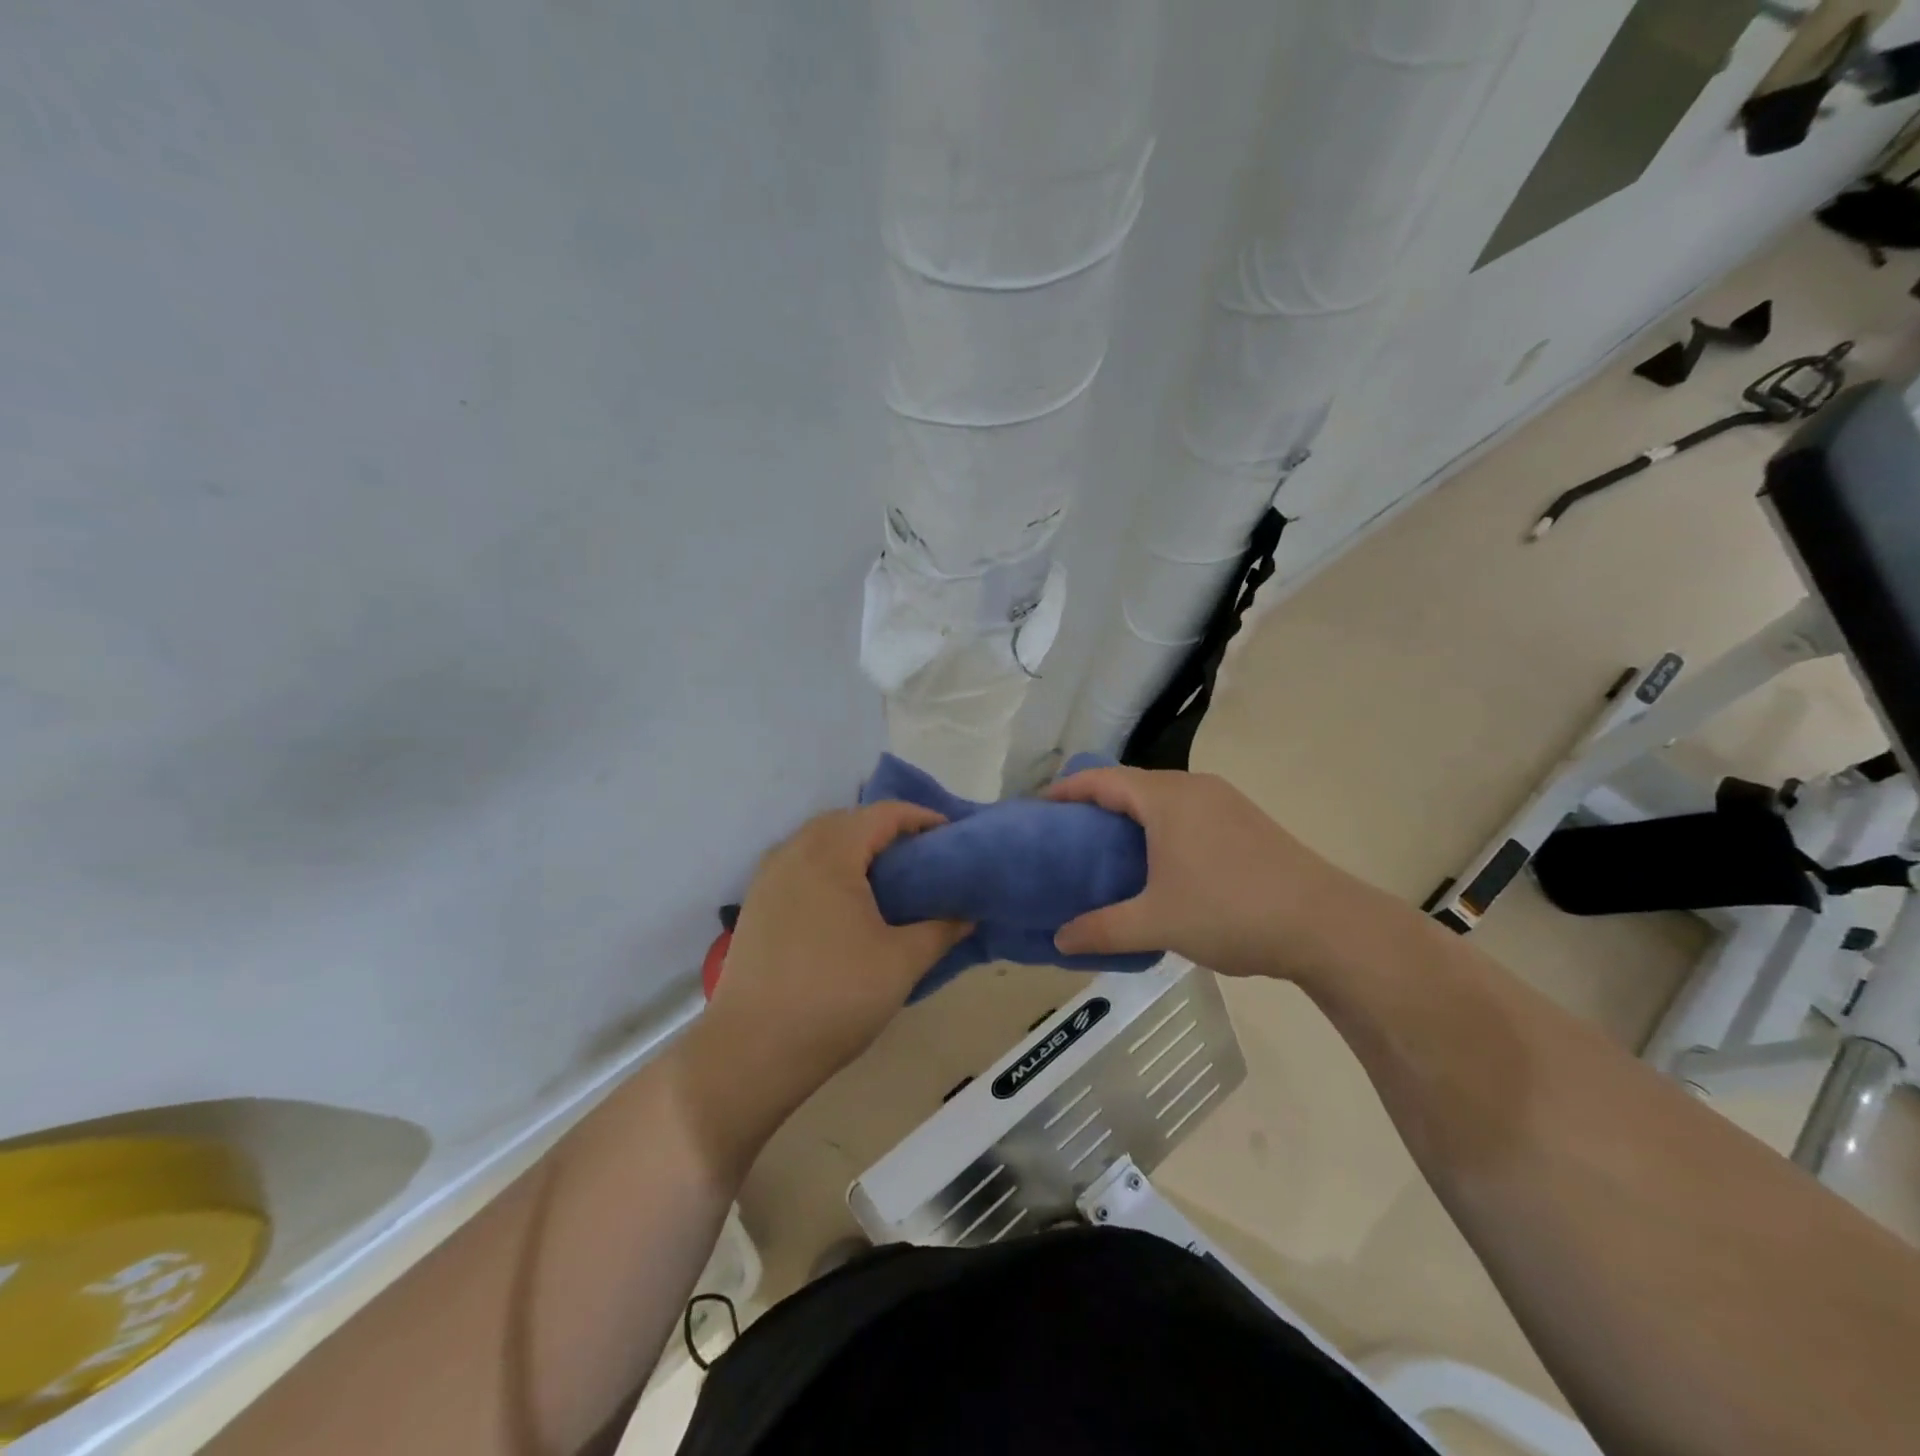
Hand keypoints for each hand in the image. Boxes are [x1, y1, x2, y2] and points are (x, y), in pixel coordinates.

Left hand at [684, 804, 969, 1161]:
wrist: (752, 1050)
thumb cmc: (835, 996)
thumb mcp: (902, 962)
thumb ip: (941, 929)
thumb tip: (968, 915)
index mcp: (830, 852)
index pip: (883, 814)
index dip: (922, 818)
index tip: (952, 837)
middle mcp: (794, 851)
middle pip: (849, 821)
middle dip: (888, 831)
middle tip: (924, 858)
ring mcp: (769, 876)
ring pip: (820, 842)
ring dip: (856, 848)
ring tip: (889, 879)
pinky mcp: (757, 903)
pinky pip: (801, 865)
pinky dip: (831, 868)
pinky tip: (848, 903)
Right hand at [1043, 767, 1370, 981]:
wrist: (1326, 925)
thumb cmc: (1231, 912)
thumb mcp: (1157, 923)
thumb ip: (1102, 929)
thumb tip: (1059, 940)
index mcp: (1166, 799)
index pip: (1102, 780)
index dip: (1066, 790)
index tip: (1038, 808)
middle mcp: (1194, 787)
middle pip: (1131, 783)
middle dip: (1096, 801)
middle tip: (1067, 833)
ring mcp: (1225, 801)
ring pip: (1162, 796)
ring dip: (1131, 813)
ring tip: (1107, 846)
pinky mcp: (1246, 820)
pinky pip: (1187, 809)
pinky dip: (1160, 823)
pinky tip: (1158, 859)